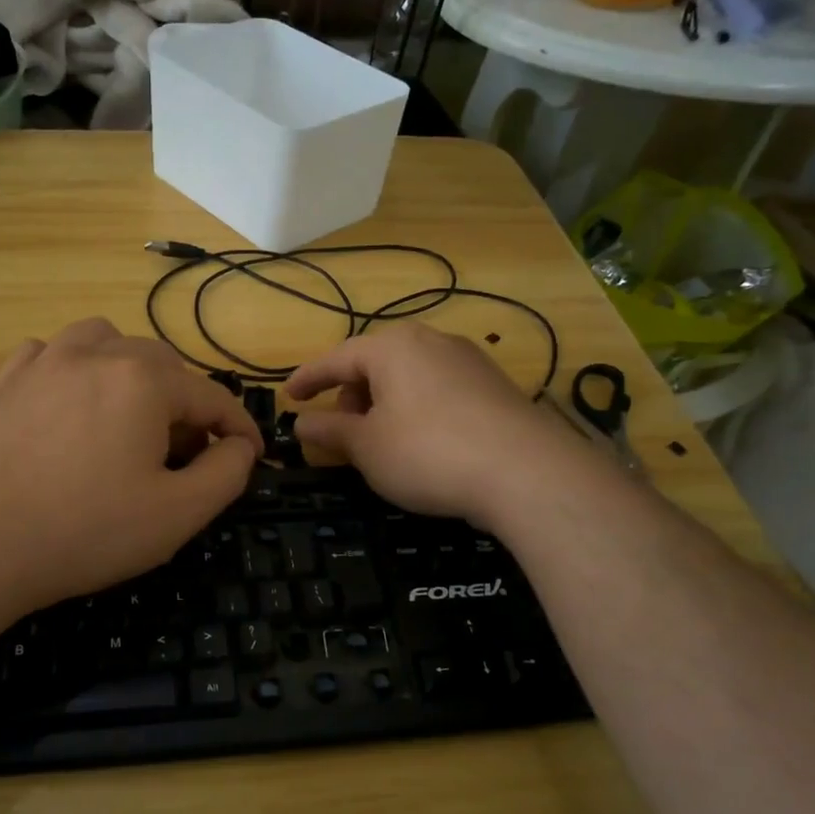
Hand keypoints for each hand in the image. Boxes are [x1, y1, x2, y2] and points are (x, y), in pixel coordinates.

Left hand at [0, 319, 261, 611]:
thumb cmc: (88, 531)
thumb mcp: (179, 514)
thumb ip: (227, 472)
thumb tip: (238, 445)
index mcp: (145, 381)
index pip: (213, 397)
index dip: (240, 429)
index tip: (253, 457)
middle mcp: (98, 353)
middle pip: (164, 366)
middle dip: (186, 406)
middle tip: (186, 455)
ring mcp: (47, 361)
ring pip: (108, 342)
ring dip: (132, 373)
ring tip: (131, 416)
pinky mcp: (9, 382)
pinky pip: (53, 353)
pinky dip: (74, 369)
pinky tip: (72, 401)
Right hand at [285, 323, 575, 525]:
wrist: (526, 472)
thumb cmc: (428, 452)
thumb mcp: (366, 447)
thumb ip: (329, 430)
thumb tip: (301, 422)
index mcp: (392, 347)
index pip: (336, 358)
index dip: (308, 379)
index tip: (288, 396)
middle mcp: (431, 341)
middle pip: (375, 365)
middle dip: (351, 397)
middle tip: (343, 435)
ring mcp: (468, 361)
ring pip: (409, 378)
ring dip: (385, 406)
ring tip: (383, 444)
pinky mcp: (494, 386)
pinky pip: (438, 391)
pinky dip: (417, 411)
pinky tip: (424, 445)